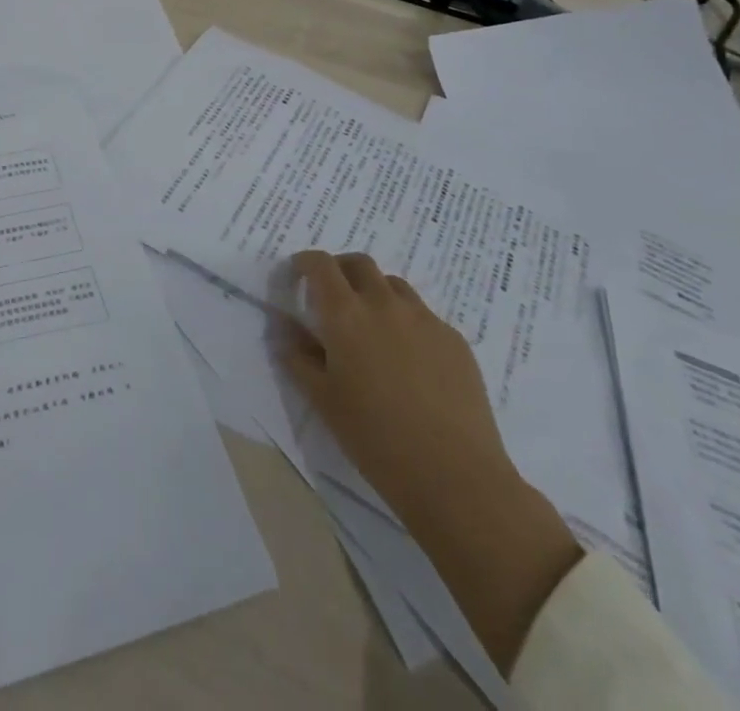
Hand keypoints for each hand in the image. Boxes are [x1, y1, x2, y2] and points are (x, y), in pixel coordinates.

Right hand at [279, 250, 512, 517]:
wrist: (454, 476)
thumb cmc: (375, 438)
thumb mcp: (322, 399)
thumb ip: (297, 356)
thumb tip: (284, 328)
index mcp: (345, 314)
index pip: (320, 264)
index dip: (305, 263)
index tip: (297, 276)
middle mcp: (384, 303)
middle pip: (359, 263)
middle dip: (341, 270)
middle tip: (333, 296)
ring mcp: (424, 318)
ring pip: (393, 285)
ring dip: (375, 292)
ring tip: (372, 326)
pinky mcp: (454, 339)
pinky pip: (423, 315)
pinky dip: (406, 321)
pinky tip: (409, 360)